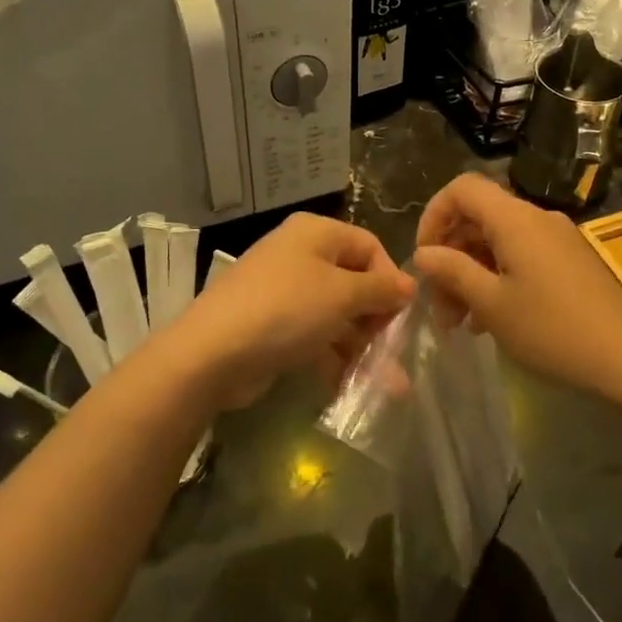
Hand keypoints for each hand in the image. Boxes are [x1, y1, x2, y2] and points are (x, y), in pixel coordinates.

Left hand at [157, 213, 415, 411]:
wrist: (212, 353)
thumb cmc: (287, 310)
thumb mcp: (343, 294)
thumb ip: (381, 289)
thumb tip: (409, 285)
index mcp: (316, 234)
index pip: (369, 246)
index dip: (390, 279)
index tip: (403, 315)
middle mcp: (300, 256)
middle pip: (353, 283)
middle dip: (378, 321)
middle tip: (393, 353)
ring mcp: (284, 293)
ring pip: (336, 316)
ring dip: (362, 348)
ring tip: (388, 387)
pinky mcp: (273, 327)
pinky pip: (314, 338)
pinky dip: (334, 359)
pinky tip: (352, 388)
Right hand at [412, 174, 621, 401]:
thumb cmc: (552, 330)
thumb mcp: (492, 304)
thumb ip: (453, 271)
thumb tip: (423, 253)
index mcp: (515, 219)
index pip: (462, 189)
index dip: (434, 215)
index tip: (424, 257)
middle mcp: (537, 219)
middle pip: (478, 219)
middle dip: (450, 257)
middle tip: (439, 307)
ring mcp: (557, 240)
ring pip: (498, 242)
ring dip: (471, 275)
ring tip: (459, 323)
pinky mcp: (569, 262)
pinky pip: (521, 257)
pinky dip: (497, 279)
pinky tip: (489, 320)